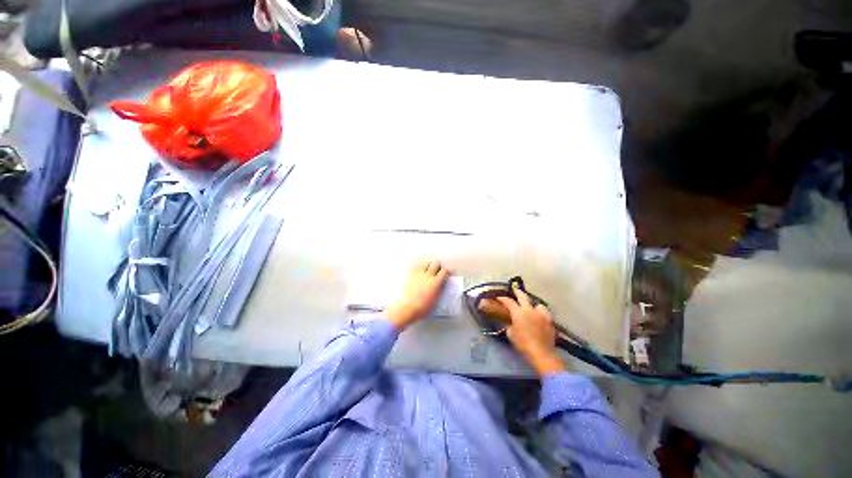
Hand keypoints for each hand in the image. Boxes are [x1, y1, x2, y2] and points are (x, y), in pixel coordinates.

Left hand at [385, 261, 449, 329]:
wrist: (407, 308)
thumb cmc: (422, 308)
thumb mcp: (436, 300)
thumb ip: (439, 290)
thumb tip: (440, 286)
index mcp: (436, 282)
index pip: (444, 271)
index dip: (447, 271)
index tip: (448, 272)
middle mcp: (428, 275)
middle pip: (436, 263)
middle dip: (438, 266)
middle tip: (438, 270)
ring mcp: (418, 274)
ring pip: (425, 264)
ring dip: (428, 266)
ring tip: (427, 270)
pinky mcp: (410, 275)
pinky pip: (415, 268)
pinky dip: (417, 269)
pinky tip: (417, 273)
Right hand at [496, 285, 566, 375]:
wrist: (541, 352)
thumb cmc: (523, 343)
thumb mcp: (511, 334)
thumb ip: (510, 325)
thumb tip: (511, 323)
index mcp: (518, 312)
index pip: (508, 301)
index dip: (503, 298)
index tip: (499, 297)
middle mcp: (529, 310)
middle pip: (523, 296)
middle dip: (518, 292)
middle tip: (514, 290)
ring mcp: (541, 314)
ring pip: (537, 304)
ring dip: (533, 305)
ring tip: (532, 308)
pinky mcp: (549, 321)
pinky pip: (545, 313)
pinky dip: (541, 314)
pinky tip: (540, 318)